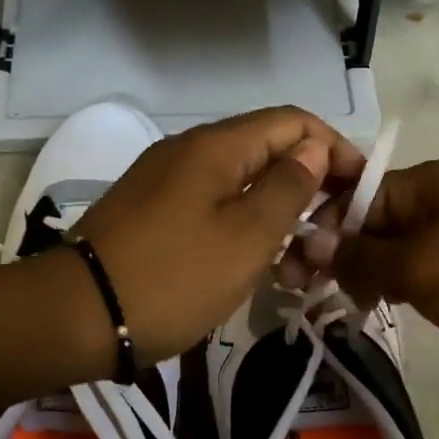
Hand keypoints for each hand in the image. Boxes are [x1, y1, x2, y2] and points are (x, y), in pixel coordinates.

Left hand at [72, 107, 365, 364]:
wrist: (77, 316)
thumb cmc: (173, 277)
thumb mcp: (246, 237)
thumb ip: (288, 187)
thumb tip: (314, 146)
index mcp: (216, 146)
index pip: (292, 122)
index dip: (335, 148)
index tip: (361, 192)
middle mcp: (190, 152)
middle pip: (267, 153)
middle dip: (309, 191)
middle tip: (332, 241)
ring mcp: (166, 182)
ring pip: (240, 186)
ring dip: (277, 219)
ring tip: (300, 269)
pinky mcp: (152, 213)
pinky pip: (212, 209)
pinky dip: (242, 232)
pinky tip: (256, 268)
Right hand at [301, 157, 438, 402]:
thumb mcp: (417, 265)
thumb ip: (358, 257)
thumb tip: (309, 244)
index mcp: (429, 182)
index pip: (354, 195)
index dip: (318, 227)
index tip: (289, 269)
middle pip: (373, 223)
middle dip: (337, 255)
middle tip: (302, 295)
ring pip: (397, 254)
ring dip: (365, 276)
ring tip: (333, 307)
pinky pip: (424, 279)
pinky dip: (398, 293)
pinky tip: (377, 313)